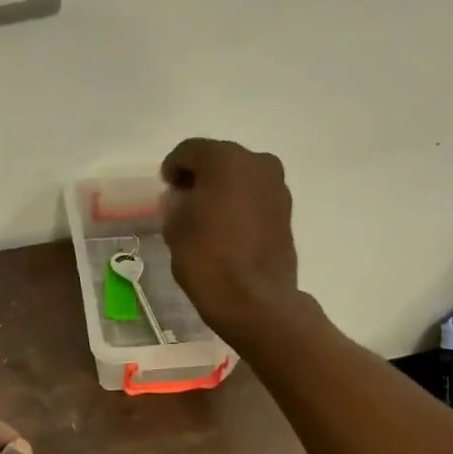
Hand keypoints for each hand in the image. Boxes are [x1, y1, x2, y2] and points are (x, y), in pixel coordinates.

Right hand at [160, 138, 300, 340]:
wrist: (256, 302)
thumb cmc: (208, 262)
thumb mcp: (176, 231)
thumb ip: (175, 206)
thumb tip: (181, 199)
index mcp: (225, 160)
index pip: (190, 151)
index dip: (173, 168)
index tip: (165, 187)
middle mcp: (257, 163)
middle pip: (220, 160)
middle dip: (201, 177)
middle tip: (184, 201)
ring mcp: (277, 187)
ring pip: (241, 179)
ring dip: (223, 192)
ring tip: (206, 218)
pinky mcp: (286, 213)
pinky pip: (255, 199)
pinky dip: (239, 207)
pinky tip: (227, 230)